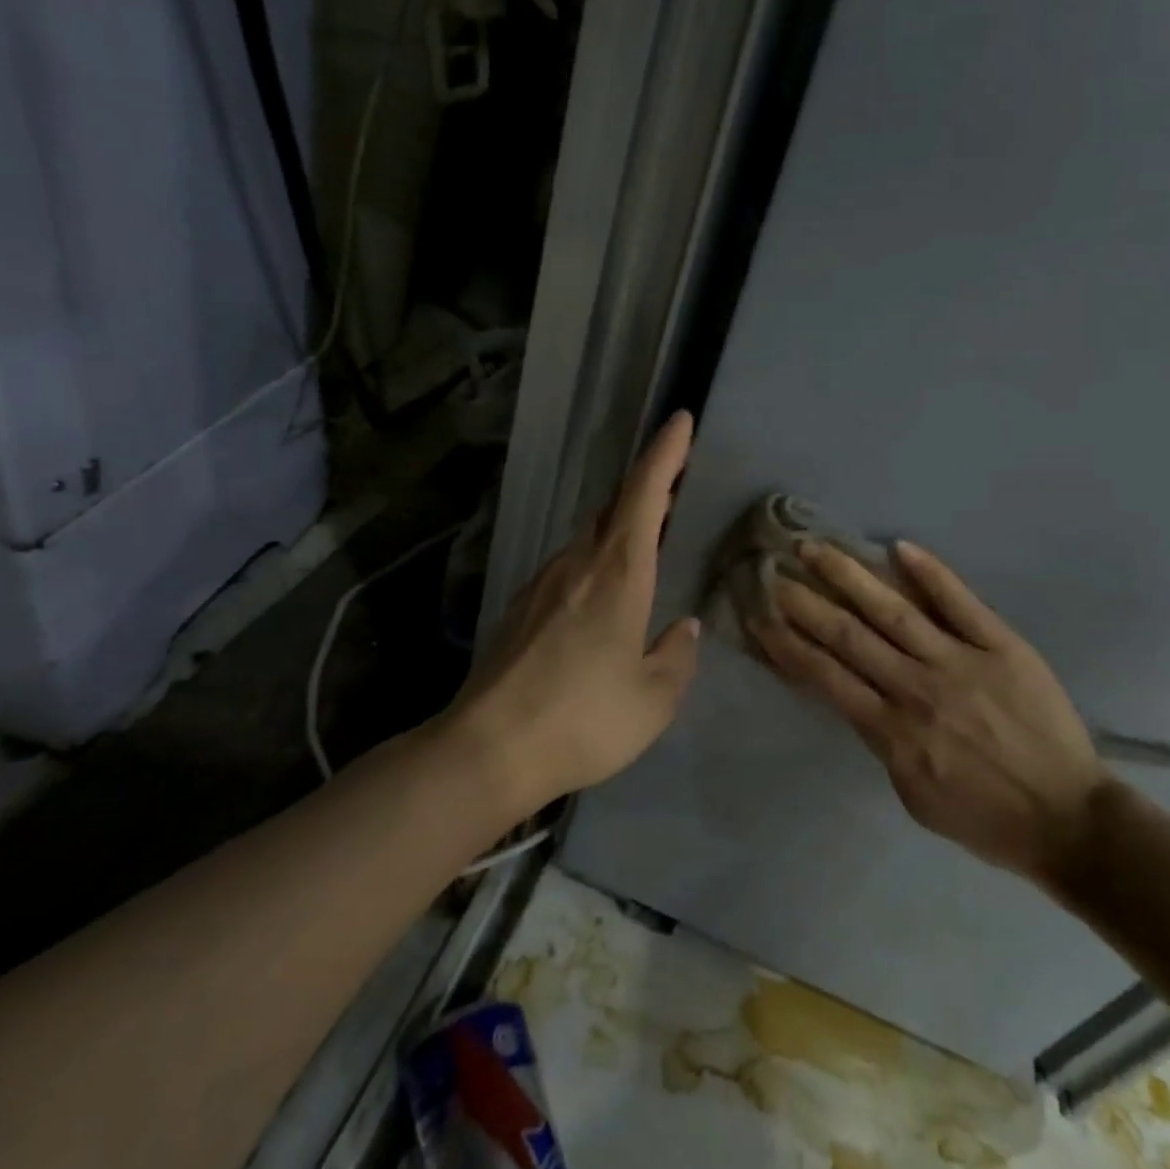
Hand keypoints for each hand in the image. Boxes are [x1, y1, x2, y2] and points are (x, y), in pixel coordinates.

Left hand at [451, 412, 701, 817]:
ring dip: (619, 527)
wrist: (488, 748)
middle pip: (614, 508)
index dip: (665, 454)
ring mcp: (544, 582)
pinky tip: (600, 594)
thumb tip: (682, 627)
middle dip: (646, 487)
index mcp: (619, 575)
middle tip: (673, 483)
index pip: (644, 495)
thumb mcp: (653, 699)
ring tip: (644, 539)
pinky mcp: (521, 607)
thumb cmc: (583, 719)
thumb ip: (676, 657)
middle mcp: (579, 564)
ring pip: (590, 537)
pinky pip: (569, 566)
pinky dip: (595, 560)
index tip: (680, 420)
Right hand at [750, 540, 1108, 891]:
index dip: (789, 644)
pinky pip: (961, 603)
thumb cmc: (984, 817)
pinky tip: (898, 546)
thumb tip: (856, 696)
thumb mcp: (913, 795)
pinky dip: (930, 573)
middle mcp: (918, 689)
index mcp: (893, 731)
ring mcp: (961, 662)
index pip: (827, 677)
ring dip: (850, 576)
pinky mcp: (1001, 646)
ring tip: (816, 547)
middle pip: (850, 636)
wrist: (1070, 821)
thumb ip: (880, 743)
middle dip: (807, 602)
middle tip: (774, 570)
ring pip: (894, 611)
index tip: (761, 616)